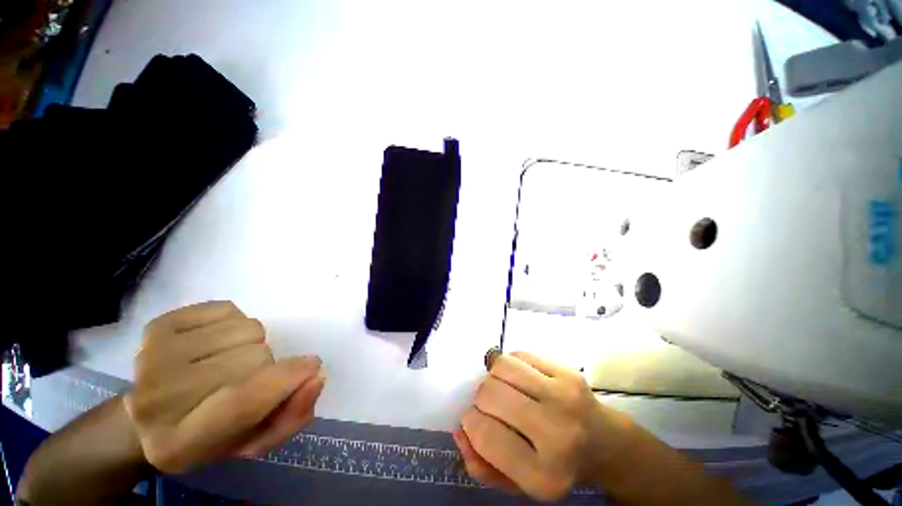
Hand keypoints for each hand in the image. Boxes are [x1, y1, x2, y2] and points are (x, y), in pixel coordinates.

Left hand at [125, 301, 324, 472]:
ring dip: (252, 343)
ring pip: (245, 329)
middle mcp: (158, 399)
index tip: (311, 367)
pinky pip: (227, 309)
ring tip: (230, 360)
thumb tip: (316, 375)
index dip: (285, 379)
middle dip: (266, 365)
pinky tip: (214, 343)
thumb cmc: (211, 436)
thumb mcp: (258, 440)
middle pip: (252, 357)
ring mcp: (152, 357)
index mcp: (181, 443)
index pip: (243, 401)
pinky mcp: (156, 327)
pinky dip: (233, 322)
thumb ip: (293, 415)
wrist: (147, 421)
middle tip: (248, 379)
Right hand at [453, 351, 635, 501]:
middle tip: (489, 404)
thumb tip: (459, 429)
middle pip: (490, 394)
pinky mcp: (568, 372)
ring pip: (503, 367)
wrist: (607, 444)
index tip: (473, 419)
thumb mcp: (519, 484)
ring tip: (502, 387)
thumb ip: (482, 464)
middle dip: (480, 397)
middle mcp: (555, 434)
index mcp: (542, 475)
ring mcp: (564, 397)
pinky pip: (520, 354)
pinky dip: (511, 363)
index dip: (469, 421)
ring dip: (493, 375)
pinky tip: (519, 377)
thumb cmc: (557, 466)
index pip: (484, 433)